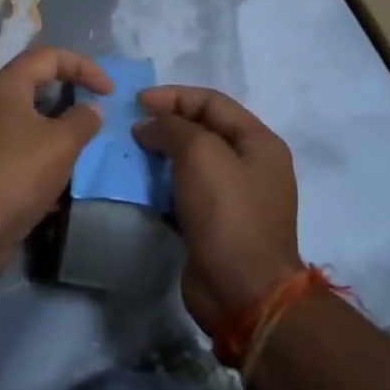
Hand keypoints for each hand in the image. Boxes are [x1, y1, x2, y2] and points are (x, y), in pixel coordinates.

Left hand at [0, 47, 112, 273]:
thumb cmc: (16, 173)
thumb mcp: (61, 144)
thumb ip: (82, 120)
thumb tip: (92, 107)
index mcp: (4, 85)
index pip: (47, 56)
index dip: (83, 66)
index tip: (109, 91)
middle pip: (32, 84)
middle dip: (67, 94)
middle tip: (93, 112)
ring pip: (23, 119)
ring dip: (54, 127)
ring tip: (79, 146)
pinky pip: (13, 146)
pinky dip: (38, 152)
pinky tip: (55, 178)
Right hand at [135, 87, 302, 334]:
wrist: (244, 293)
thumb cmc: (228, 214)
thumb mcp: (201, 154)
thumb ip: (172, 127)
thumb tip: (149, 126)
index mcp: (259, 142)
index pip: (212, 101)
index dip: (173, 96)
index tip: (137, 102)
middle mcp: (250, 165)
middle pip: (202, 129)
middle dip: (166, 123)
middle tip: (131, 126)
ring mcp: (234, 197)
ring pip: (191, 161)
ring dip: (161, 153)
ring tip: (130, 152)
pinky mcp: (215, 224)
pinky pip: (185, 190)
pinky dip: (162, 183)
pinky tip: (139, 183)